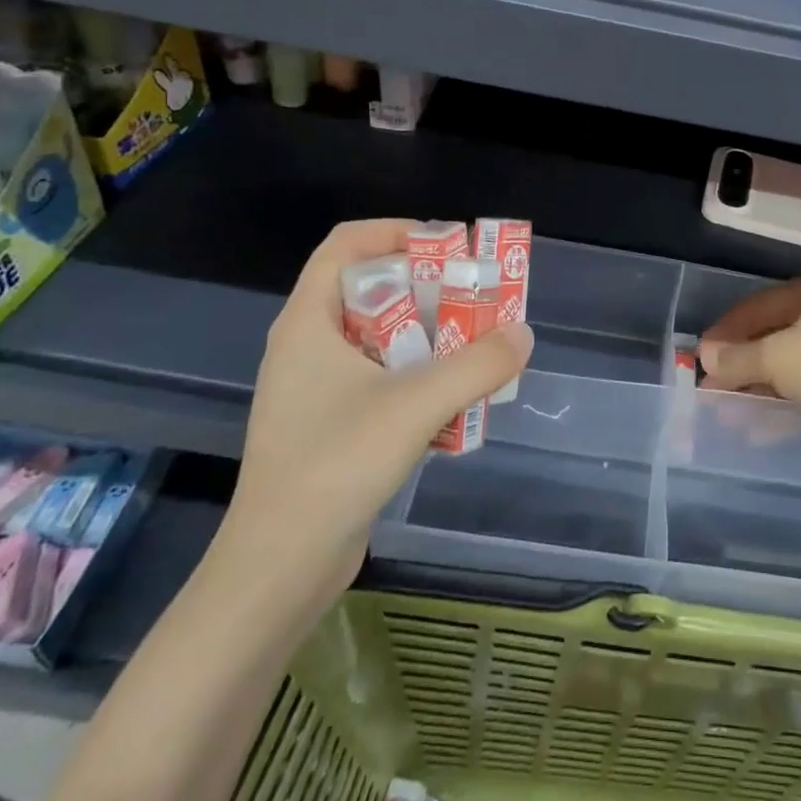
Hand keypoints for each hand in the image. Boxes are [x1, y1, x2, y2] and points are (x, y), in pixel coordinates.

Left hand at [222, 220, 532, 612]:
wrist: (278, 569)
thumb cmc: (335, 467)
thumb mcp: (415, 406)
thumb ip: (477, 364)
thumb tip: (522, 333)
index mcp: (308, 322)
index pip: (346, 244)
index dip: (396, 231)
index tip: (449, 245)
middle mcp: (308, 345)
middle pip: (371, 287)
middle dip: (429, 285)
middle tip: (478, 295)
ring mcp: (316, 388)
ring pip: (380, 336)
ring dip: (431, 333)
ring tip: (477, 343)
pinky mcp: (330, 424)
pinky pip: (381, 377)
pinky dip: (419, 374)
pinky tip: (454, 398)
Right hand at [698, 277, 800, 472]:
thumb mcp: (777, 357)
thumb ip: (739, 358)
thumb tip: (706, 358)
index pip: (759, 305)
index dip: (727, 330)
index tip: (700, 357)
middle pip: (775, 335)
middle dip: (742, 362)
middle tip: (713, 385)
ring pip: (792, 365)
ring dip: (760, 386)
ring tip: (730, 409)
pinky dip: (784, 403)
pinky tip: (761, 425)